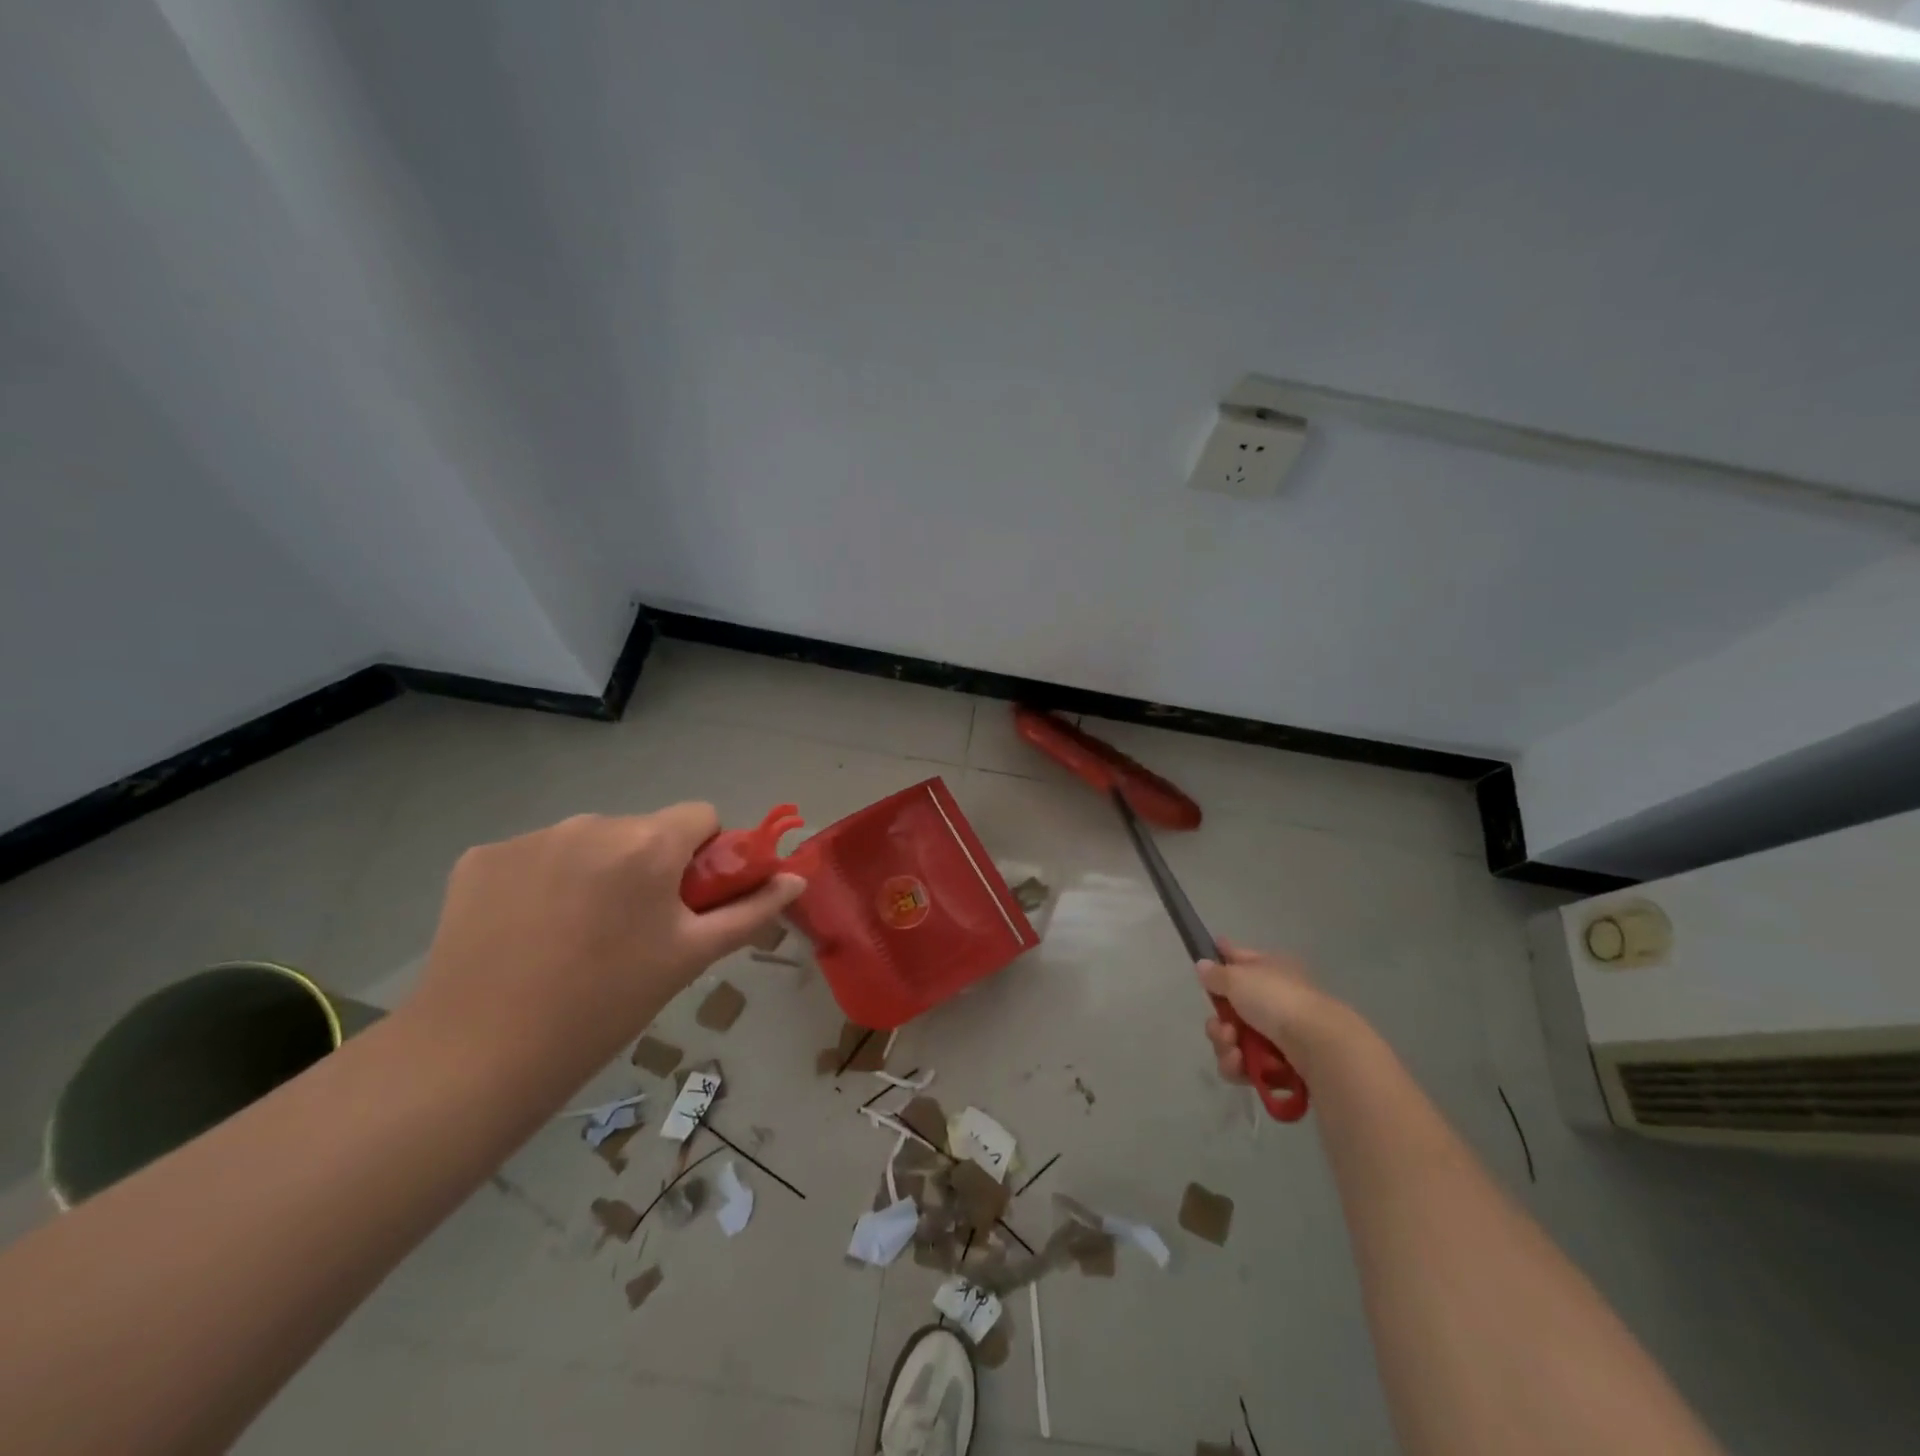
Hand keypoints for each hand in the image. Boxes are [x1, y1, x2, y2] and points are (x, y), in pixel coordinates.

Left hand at [409, 806, 804, 1075]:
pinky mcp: (481, 857)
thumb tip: (797, 878)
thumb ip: (751, 911)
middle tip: (632, 929)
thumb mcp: (691, 957)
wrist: (480, 1054)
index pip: (701, 816)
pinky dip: (541, 882)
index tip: (687, 901)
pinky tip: (527, 931)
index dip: (704, 855)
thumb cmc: (607, 1004)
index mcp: (648, 842)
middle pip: (642, 830)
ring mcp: (530, 836)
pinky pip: (534, 856)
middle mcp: (591, 822)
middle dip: (648, 866)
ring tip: (574, 936)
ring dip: (595, 871)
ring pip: (588, 842)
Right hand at [1198, 939, 1359, 1083]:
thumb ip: (1217, 974)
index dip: (1222, 959)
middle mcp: (1274, 1000)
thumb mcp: (1238, 978)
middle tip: (1222, 1028)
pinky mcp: (1280, 1067)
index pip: (1240, 959)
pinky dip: (1238, 1066)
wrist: (1318, 1046)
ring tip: (1233, 1050)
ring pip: (1235, 1040)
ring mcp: (1278, 1035)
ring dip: (1225, 1045)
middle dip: (1218, 1023)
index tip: (1204, 963)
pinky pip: (1246, 1066)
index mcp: (1270, 970)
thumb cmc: (1277, 1001)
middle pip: (1231, 1009)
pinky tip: (1239, 1064)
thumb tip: (1203, 965)